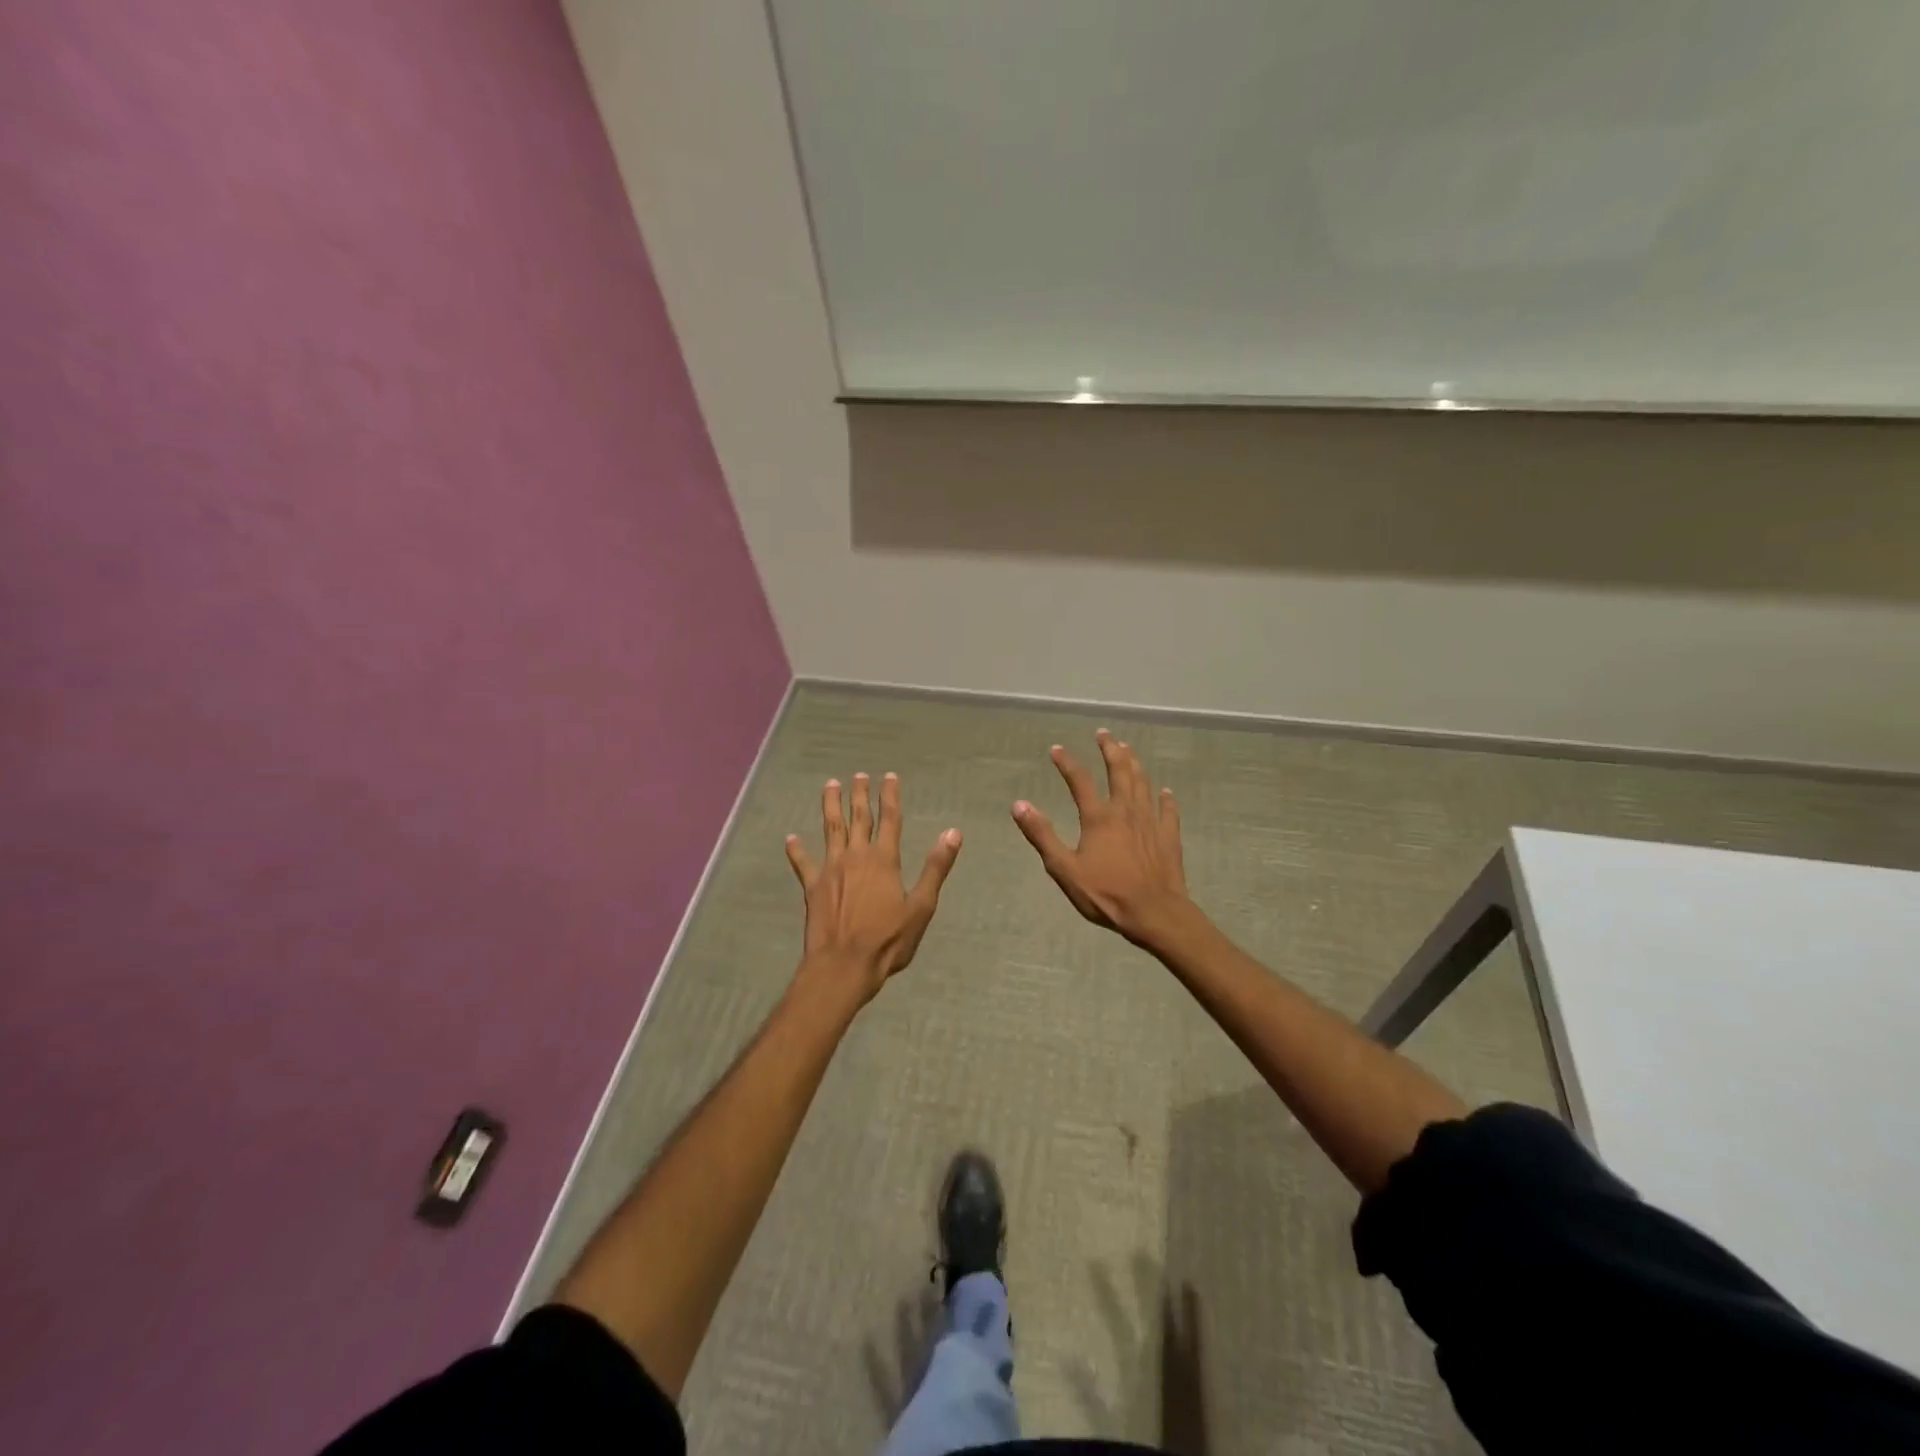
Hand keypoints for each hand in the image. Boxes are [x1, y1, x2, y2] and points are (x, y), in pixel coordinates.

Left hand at [786, 772, 961, 1003]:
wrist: (844, 965)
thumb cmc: (888, 940)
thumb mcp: (921, 907)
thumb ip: (935, 868)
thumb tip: (953, 833)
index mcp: (884, 860)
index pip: (890, 819)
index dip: (890, 796)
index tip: (889, 776)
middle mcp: (856, 857)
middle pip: (858, 818)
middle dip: (860, 795)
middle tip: (858, 775)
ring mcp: (831, 870)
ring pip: (831, 829)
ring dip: (831, 806)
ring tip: (830, 785)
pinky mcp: (812, 887)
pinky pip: (803, 864)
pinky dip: (797, 850)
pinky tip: (791, 838)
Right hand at [1012, 730, 1189, 947]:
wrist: (1155, 913)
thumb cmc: (1105, 894)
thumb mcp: (1064, 868)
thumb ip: (1042, 835)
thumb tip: (1019, 805)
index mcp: (1099, 817)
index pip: (1080, 781)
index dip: (1067, 763)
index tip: (1057, 749)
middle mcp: (1125, 811)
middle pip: (1119, 772)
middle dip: (1110, 750)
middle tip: (1104, 734)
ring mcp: (1150, 822)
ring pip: (1143, 784)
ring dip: (1135, 764)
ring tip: (1129, 750)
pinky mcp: (1169, 837)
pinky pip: (1168, 811)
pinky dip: (1166, 799)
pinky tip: (1165, 792)